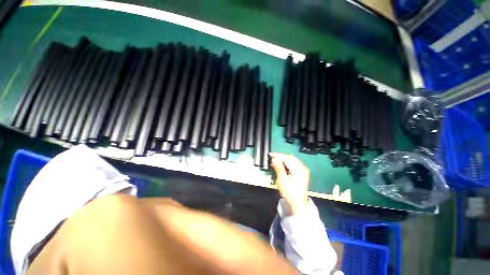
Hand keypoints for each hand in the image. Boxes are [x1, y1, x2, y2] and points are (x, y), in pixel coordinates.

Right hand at [269, 153, 309, 215]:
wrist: (298, 204)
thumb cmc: (289, 193)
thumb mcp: (282, 181)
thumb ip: (278, 168)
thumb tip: (274, 158)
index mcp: (299, 170)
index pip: (287, 159)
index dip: (278, 156)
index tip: (270, 155)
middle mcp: (303, 168)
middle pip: (290, 158)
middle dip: (281, 157)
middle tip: (272, 158)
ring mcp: (303, 170)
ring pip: (292, 160)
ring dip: (283, 160)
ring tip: (275, 162)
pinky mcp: (302, 173)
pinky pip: (293, 164)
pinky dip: (286, 164)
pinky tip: (281, 166)